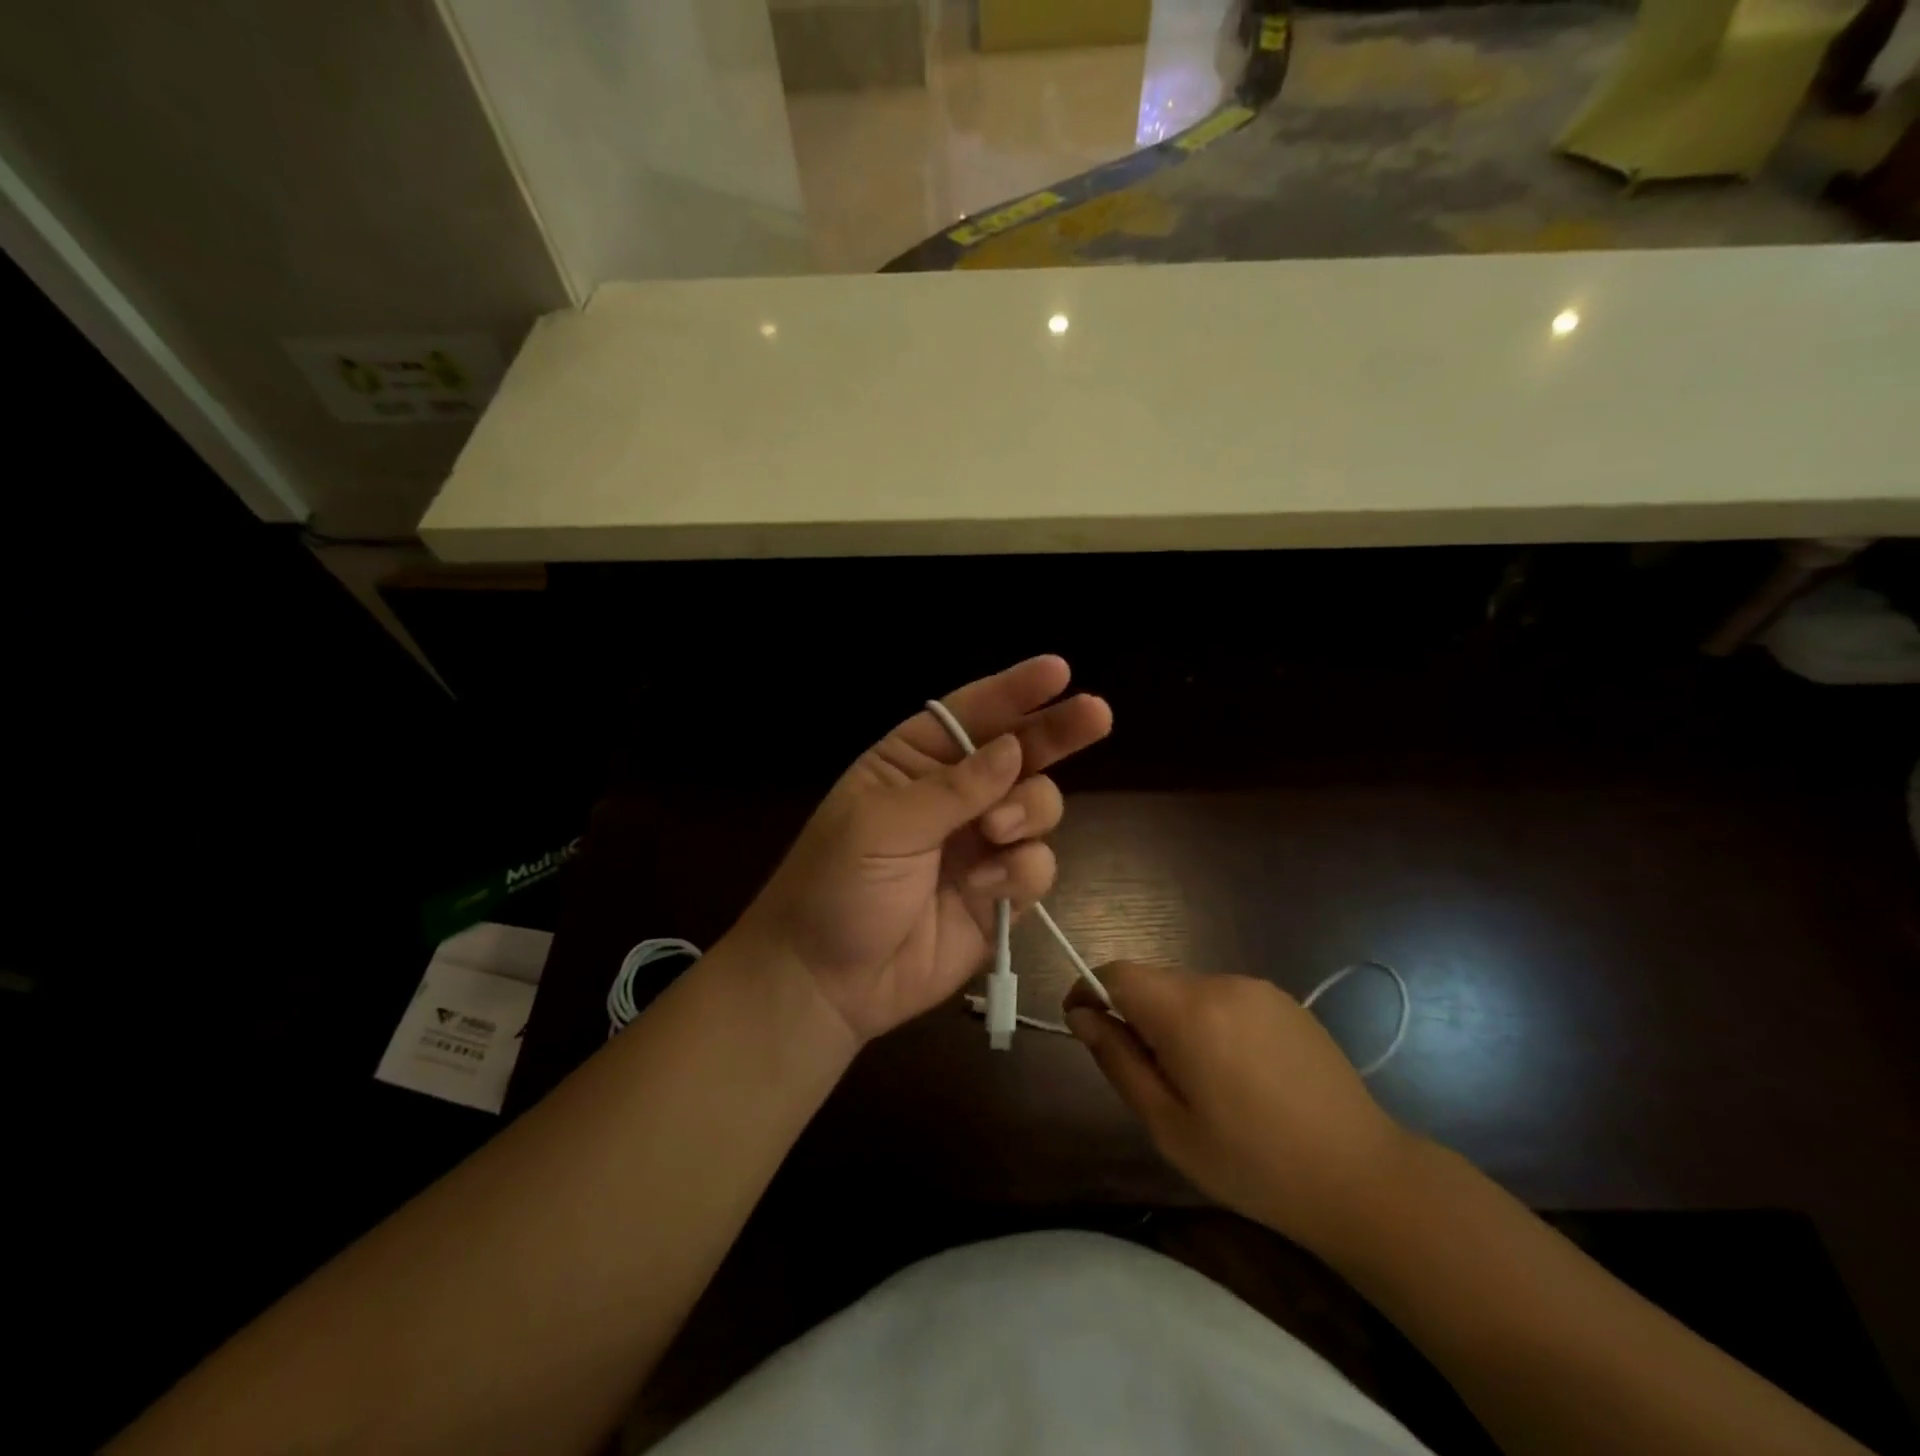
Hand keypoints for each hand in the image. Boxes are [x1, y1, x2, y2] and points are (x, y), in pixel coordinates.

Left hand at [736, 656, 1110, 1044]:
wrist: (827, 982)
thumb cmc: (836, 886)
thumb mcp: (881, 826)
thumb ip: (952, 789)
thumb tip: (1013, 750)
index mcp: (913, 763)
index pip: (969, 715)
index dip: (1014, 691)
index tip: (1058, 671)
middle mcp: (954, 795)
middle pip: (1019, 752)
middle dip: (1055, 733)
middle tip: (1096, 714)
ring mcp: (980, 844)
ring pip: (1037, 807)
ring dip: (1029, 811)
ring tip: (996, 832)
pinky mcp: (998, 894)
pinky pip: (1036, 866)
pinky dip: (1021, 872)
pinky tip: (985, 889)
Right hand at [1065, 962, 1417, 1252]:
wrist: (1362, 1176)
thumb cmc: (1253, 1163)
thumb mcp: (1169, 1126)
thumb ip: (1119, 1061)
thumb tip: (1082, 1015)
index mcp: (1188, 1011)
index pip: (1117, 973)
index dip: (1090, 991)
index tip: (1081, 1025)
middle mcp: (1221, 983)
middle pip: (1153, 981)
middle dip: (1134, 1014)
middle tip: (1145, 1074)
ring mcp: (1257, 988)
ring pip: (1188, 990)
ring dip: (1173, 1020)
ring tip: (1197, 1081)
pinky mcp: (1284, 1001)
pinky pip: (1225, 999)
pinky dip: (1210, 1022)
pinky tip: (1237, 1074)